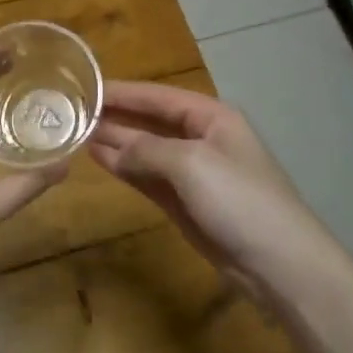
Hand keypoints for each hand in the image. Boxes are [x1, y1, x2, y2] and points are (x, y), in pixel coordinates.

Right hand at [89, 81, 332, 303]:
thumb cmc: (239, 200)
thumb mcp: (191, 164)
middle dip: (116, 116)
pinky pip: (149, 178)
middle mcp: (202, 139)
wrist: (279, 265)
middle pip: (151, 122)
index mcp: (212, 117)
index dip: (123, 92)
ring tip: (77, 132)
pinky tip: (101, 159)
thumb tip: (110, 147)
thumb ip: (147, 150)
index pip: (159, 97)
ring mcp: (193, 174)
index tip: (85, 86)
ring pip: (146, 151)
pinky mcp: (186, 205)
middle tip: (72, 111)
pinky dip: (126, 169)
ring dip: (116, 142)